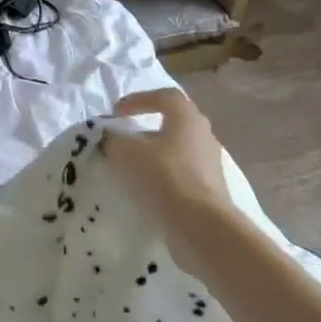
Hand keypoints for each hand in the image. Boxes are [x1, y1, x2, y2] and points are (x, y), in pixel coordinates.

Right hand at [103, 88, 232, 234]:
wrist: (201, 225)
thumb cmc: (164, 177)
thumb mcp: (126, 153)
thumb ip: (114, 140)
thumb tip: (110, 138)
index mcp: (187, 118)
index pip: (164, 96)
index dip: (139, 99)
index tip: (117, 112)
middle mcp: (203, 136)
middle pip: (173, 123)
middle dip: (145, 129)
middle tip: (124, 139)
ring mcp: (210, 163)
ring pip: (176, 149)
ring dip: (153, 154)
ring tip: (130, 167)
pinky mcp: (209, 188)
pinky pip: (180, 173)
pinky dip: (161, 175)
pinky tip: (145, 188)